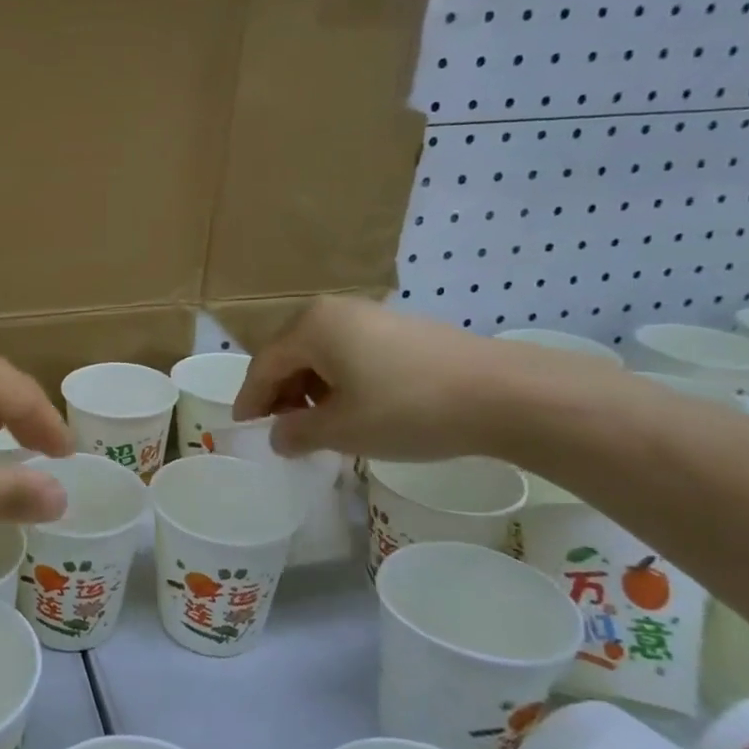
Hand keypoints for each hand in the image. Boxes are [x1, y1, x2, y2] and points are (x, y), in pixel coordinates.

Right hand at [231, 297, 587, 461]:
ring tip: (320, 426)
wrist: (505, 394)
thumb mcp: (342, 430)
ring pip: (322, 356)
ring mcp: (372, 317)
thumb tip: (278, 436)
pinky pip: (351, 354)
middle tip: (282, 431)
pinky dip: (340, 382)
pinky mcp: (401, 330)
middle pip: (291, 356)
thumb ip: (296, 433)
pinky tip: (355, 410)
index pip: (264, 365)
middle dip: (281, 395)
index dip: (251, 400)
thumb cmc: (407, 409)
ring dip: (311, 390)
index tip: (244, 428)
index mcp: (312, 326)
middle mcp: (335, 312)